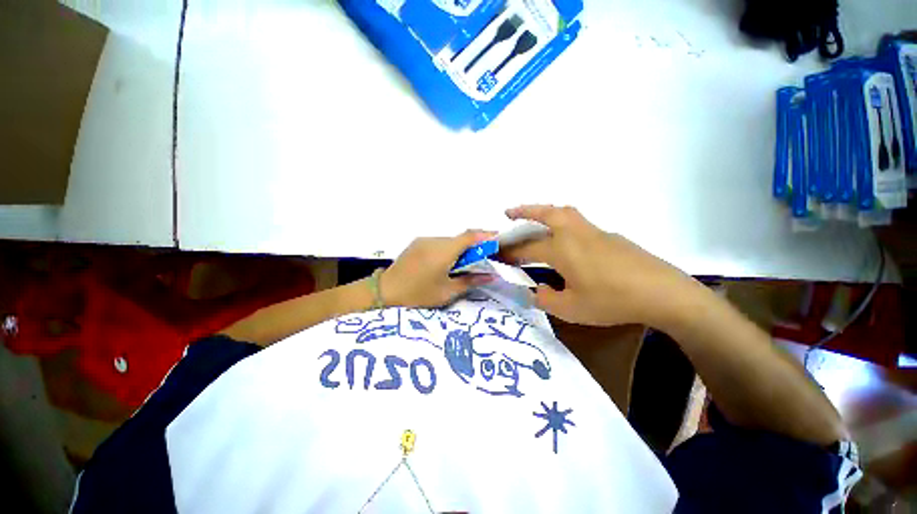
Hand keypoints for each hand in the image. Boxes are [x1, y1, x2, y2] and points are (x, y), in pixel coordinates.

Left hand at [381, 231, 496, 307]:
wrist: (385, 291)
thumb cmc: (418, 294)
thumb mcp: (447, 292)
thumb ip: (471, 280)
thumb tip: (491, 275)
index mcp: (444, 251)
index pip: (470, 236)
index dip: (486, 235)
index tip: (498, 239)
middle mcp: (435, 240)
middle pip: (460, 238)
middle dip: (475, 244)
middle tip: (484, 256)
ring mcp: (424, 240)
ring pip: (449, 240)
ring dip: (460, 247)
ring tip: (464, 263)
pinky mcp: (417, 243)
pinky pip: (439, 242)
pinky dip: (448, 249)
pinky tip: (446, 262)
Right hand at [502, 205, 703, 327]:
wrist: (662, 293)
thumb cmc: (611, 301)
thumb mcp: (571, 309)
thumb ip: (545, 299)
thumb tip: (536, 289)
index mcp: (561, 249)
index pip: (526, 248)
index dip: (509, 252)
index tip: (497, 253)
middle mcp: (574, 234)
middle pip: (545, 214)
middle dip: (523, 211)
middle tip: (508, 213)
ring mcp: (593, 232)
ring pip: (564, 212)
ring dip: (544, 211)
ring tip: (533, 217)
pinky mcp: (609, 236)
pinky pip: (578, 222)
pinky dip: (562, 222)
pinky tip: (565, 240)